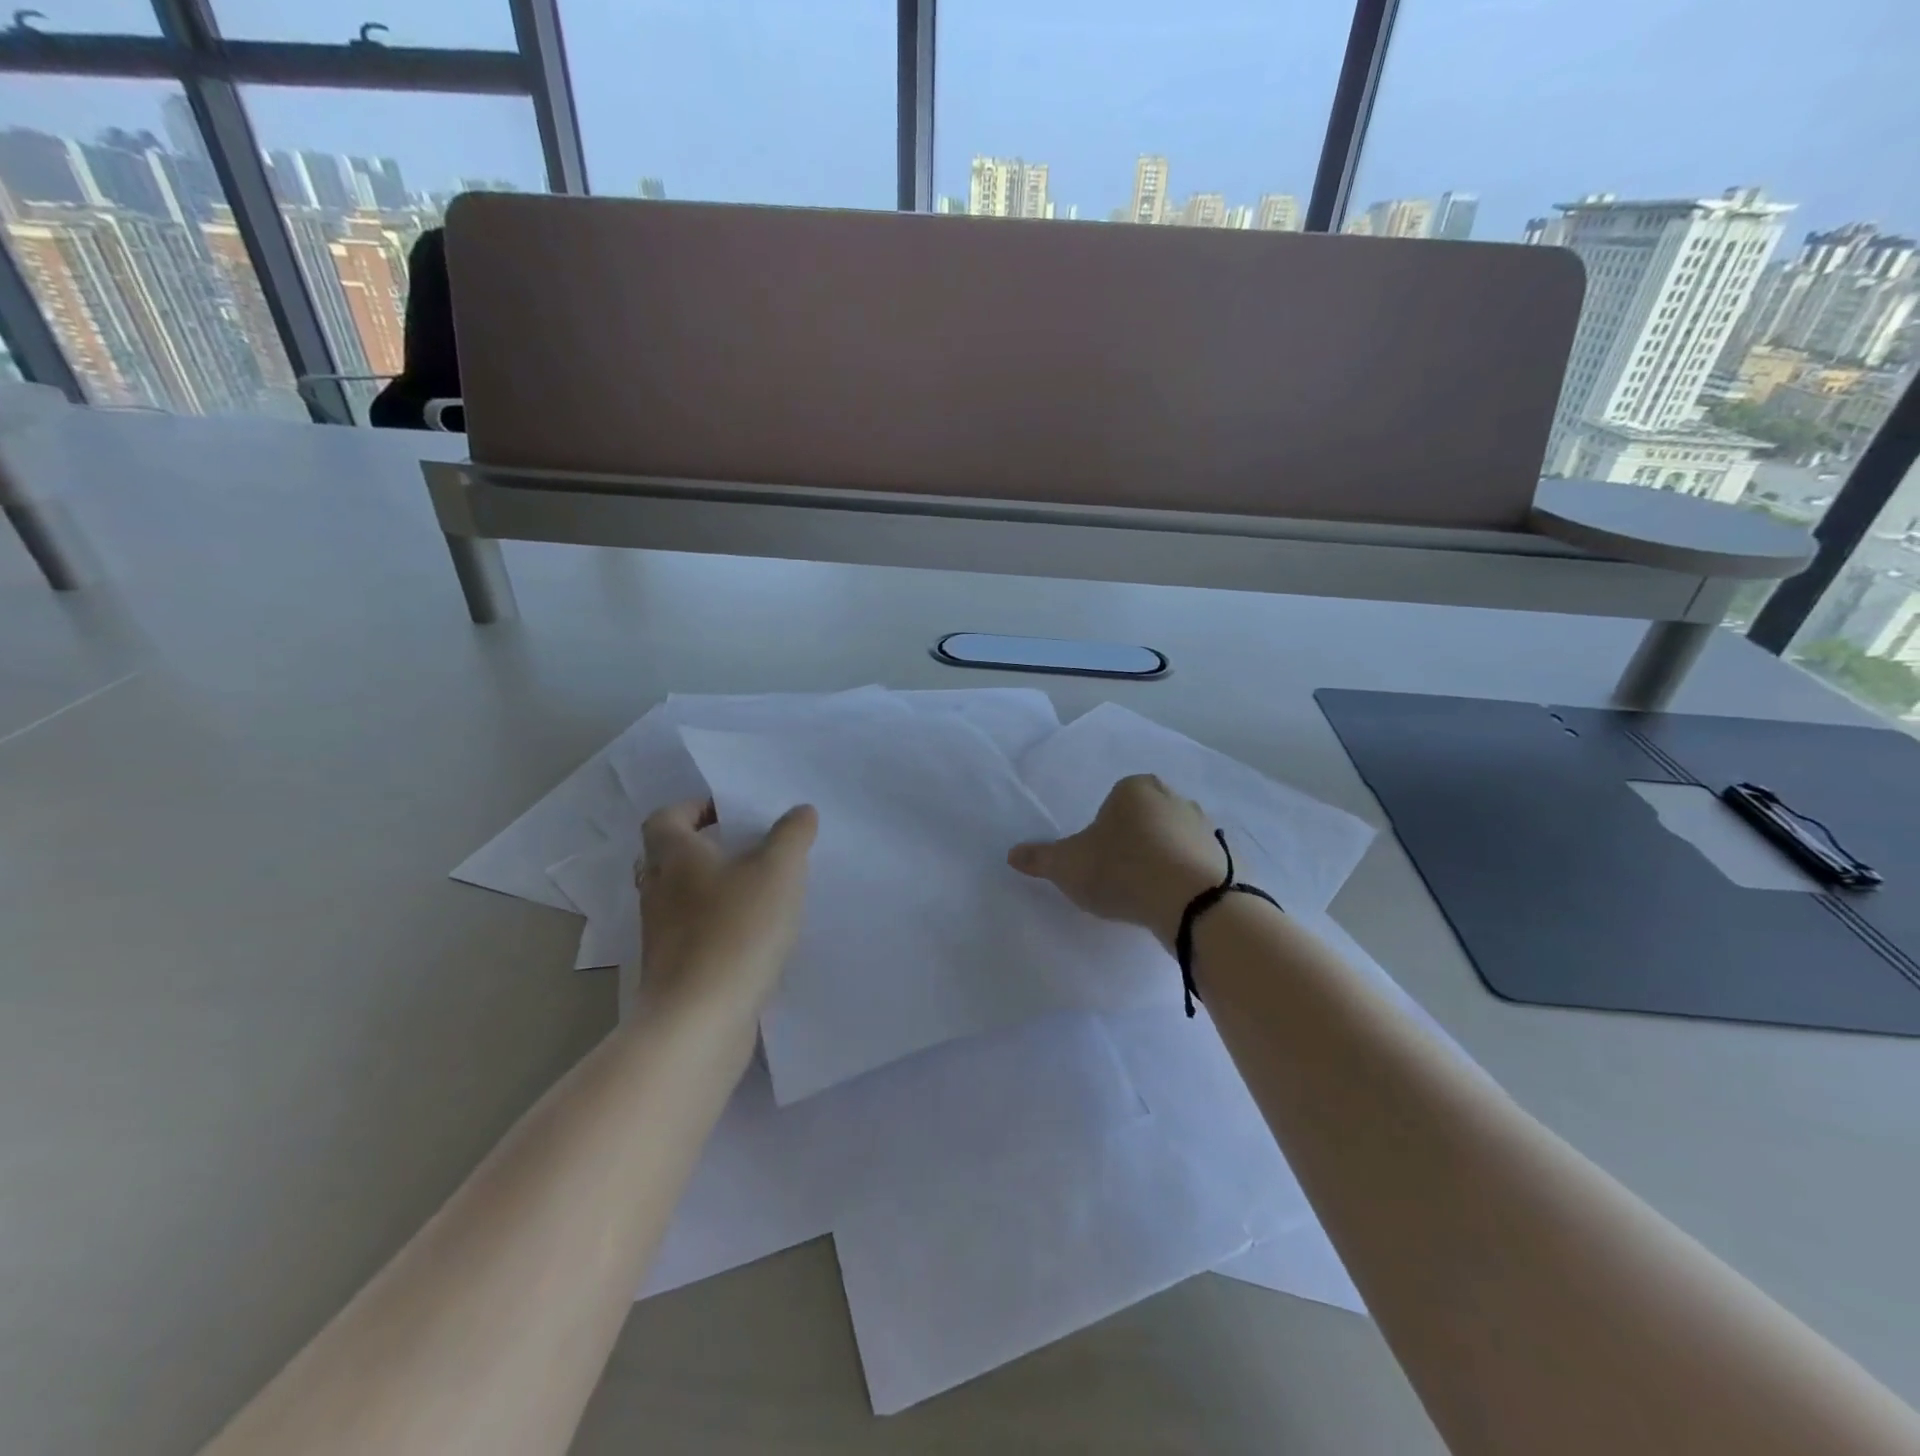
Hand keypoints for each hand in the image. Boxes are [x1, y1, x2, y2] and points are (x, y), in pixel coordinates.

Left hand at [635, 799, 817, 1020]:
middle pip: (671, 857)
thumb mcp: (778, 870)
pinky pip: (692, 933)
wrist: (700, 1019)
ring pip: (681, 897)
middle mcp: (658, 891)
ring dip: (712, 889)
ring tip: (757, 891)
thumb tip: (801, 811)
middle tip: (748, 849)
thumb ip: (792, 834)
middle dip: (705, 849)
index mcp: (674, 856)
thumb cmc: (737, 930)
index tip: (730, 814)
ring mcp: (660, 934)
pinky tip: (753, 936)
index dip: (695, 808)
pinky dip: (716, 925)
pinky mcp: (672, 970)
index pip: (666, 817)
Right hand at [1008, 774, 1226, 948]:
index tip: (1098, 860)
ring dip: (1162, 862)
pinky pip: (1198, 866)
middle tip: (1119, 878)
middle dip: (1133, 843)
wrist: (1194, 902)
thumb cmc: (1122, 870)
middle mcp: (1174, 798)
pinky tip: (1174, 904)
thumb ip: (1040, 858)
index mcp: (1135, 788)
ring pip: (1173, 841)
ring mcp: (1206, 827)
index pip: (1113, 802)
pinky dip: (1187, 880)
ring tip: (1147, 896)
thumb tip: (1011, 854)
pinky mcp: (1227, 858)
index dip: (1102, 832)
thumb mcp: (1068, 866)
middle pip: (1145, 819)